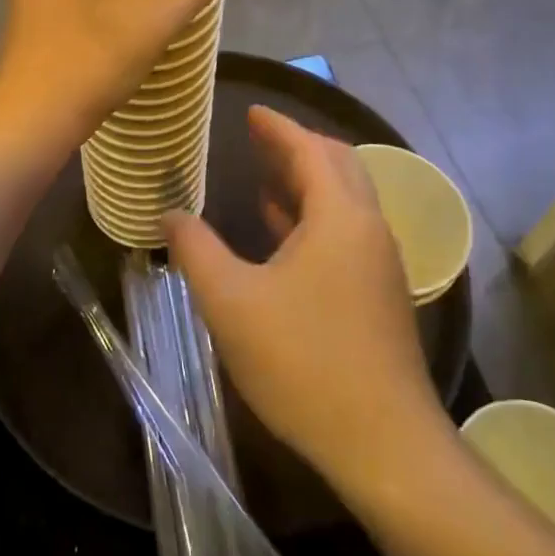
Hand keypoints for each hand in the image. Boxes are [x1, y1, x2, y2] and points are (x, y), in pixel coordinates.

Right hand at [165, 107, 443, 492]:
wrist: (384, 444)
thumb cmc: (303, 362)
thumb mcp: (231, 303)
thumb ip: (196, 251)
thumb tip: (170, 215)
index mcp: (339, 216)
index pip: (310, 150)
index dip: (278, 127)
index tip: (252, 111)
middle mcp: (368, 228)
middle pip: (336, 166)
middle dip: (297, 147)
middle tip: (258, 139)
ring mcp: (379, 263)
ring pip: (344, 201)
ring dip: (306, 183)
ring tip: (265, 177)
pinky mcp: (379, 294)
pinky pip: (346, 232)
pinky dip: (314, 217)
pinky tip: (284, 234)